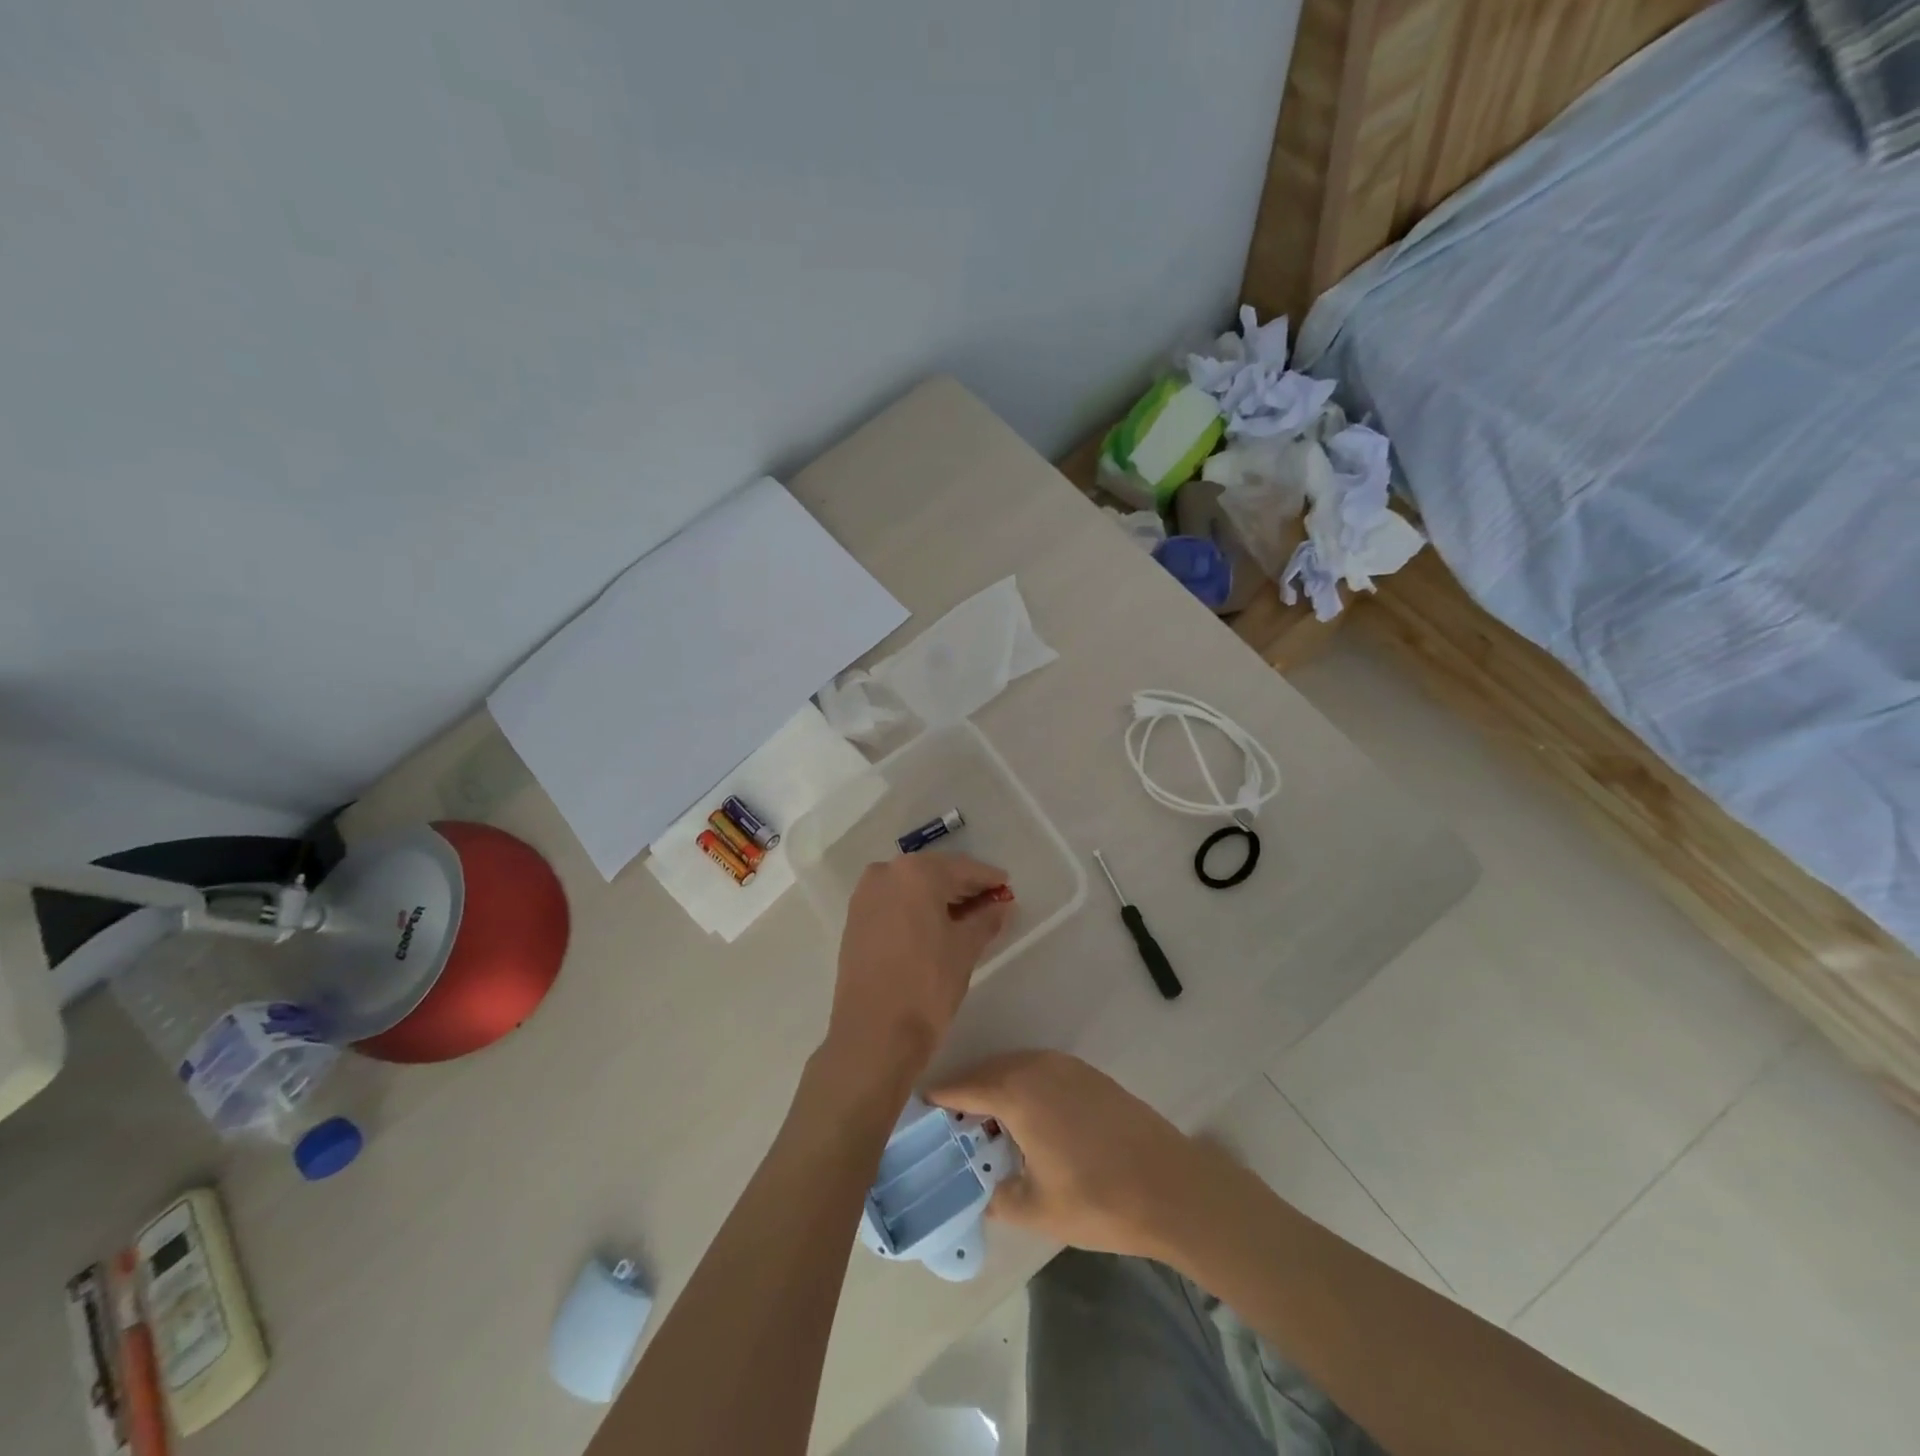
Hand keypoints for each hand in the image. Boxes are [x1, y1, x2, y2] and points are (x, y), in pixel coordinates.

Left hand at [823, 853, 1013, 1093]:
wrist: (872, 1034)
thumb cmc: (926, 986)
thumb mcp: (965, 949)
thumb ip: (986, 919)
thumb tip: (1001, 905)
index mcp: (916, 873)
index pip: (962, 868)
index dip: (988, 878)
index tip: (1007, 886)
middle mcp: (886, 873)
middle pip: (934, 872)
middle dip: (963, 886)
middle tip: (990, 902)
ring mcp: (865, 895)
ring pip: (912, 886)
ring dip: (938, 896)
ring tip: (966, 917)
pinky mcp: (855, 919)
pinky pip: (894, 901)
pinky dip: (916, 907)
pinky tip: (935, 925)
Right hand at [928, 1050, 1215, 1262]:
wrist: (1170, 1186)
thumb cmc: (1097, 1198)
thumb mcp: (1036, 1209)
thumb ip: (999, 1196)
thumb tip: (985, 1190)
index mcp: (1017, 1091)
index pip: (963, 1086)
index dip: (938, 1098)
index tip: (918, 1108)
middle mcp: (1037, 1067)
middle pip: (988, 1071)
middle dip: (966, 1092)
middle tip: (950, 1122)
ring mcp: (1066, 1066)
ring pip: (1016, 1068)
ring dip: (997, 1088)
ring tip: (986, 1123)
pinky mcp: (1089, 1074)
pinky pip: (1040, 1071)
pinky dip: (1024, 1087)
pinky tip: (1028, 1119)